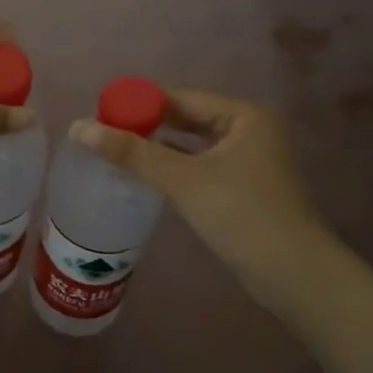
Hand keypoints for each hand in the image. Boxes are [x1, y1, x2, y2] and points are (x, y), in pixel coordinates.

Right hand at [71, 89, 328, 308]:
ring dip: (161, 148)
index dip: (141, 103)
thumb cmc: (240, 214)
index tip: (103, 111)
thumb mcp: (182, 180)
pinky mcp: (247, 188)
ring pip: (195, 145)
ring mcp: (252, 161)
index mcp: (244, 116)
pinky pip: (203, 166)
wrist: (293, 274)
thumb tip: (79, 127)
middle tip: (106, 132)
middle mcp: (251, 131)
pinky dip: (177, 168)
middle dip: (149, 125)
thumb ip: (132, 152)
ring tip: (120, 151)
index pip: (182, 98)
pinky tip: (149, 176)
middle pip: (189, 119)